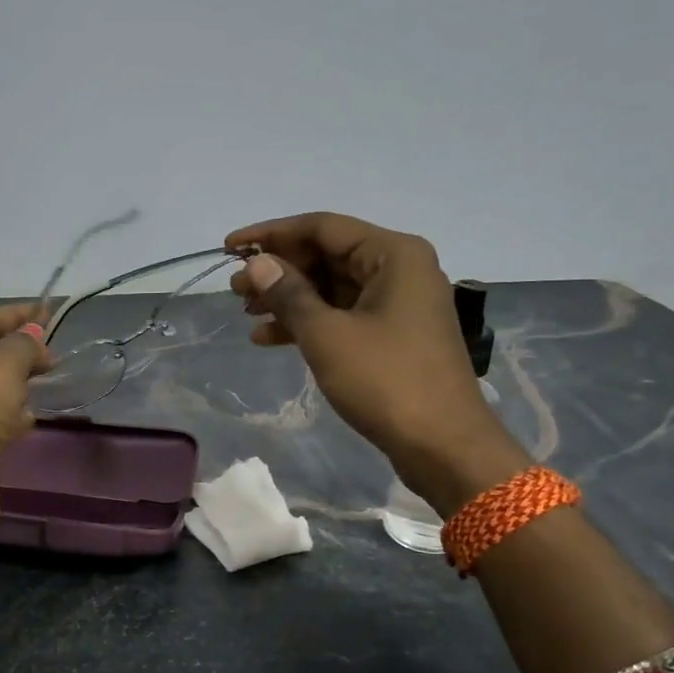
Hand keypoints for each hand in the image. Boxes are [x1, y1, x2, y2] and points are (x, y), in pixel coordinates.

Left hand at [0, 304, 52, 531]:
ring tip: (43, 380)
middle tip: (49, 352)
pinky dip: (4, 416)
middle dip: (13, 352)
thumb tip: (33, 339)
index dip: (12, 315)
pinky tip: (28, 420)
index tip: (47, 313)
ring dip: (10, 385)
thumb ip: (21, 344)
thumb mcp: (1, 366)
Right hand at [226, 213, 526, 510]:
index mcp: (393, 254)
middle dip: (278, 270)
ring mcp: (397, 304)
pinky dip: (308, 323)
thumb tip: (256, 263)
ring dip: (288, 298)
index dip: (271, 234)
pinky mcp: (392, 335)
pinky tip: (268, 338)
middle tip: (234, 289)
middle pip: (327, 255)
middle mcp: (399, 269)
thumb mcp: (327, 335)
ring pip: (331, 287)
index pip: (322, 227)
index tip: (230, 247)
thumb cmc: (386, 381)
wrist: (443, 445)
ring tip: (245, 312)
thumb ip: (288, 294)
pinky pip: (342, 315)